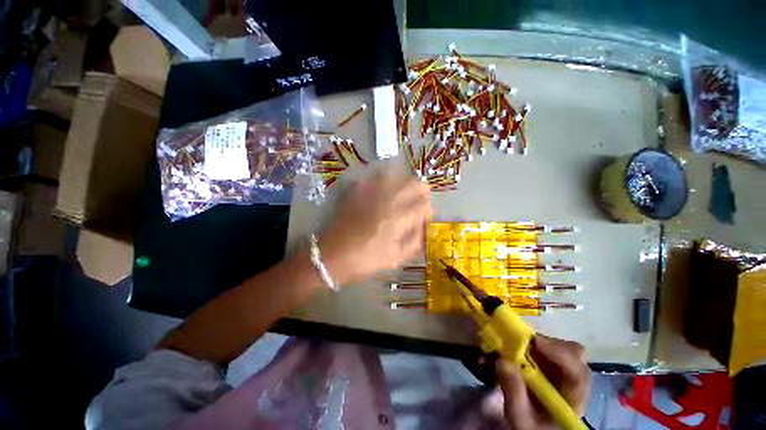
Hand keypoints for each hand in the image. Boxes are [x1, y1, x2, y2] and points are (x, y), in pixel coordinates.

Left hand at [319, 170, 430, 285]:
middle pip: (414, 183)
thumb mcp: (396, 258)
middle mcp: (387, 198)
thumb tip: (423, 226)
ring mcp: (371, 190)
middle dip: (421, 193)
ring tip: (401, 196)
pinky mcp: (357, 189)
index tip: (424, 219)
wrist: (331, 255)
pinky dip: (384, 182)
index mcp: (399, 217)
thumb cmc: (365, 260)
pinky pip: (376, 177)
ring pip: (397, 174)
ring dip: (404, 184)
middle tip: (416, 205)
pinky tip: (381, 193)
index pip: (424, 203)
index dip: (428, 211)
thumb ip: (415, 240)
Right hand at [496, 336, 590, 429]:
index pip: (578, 372)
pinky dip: (532, 345)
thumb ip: (514, 393)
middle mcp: (574, 381)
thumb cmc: (531, 427)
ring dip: (537, 344)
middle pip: (574, 354)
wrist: (534, 428)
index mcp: (574, 398)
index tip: (534, 342)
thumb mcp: (520, 418)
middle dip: (549, 344)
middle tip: (523, 342)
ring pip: (560, 347)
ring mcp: (565, 371)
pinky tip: (518, 350)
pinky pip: (547, 348)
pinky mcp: (553, 365)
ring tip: (515, 346)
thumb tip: (502, 361)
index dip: (560, 354)